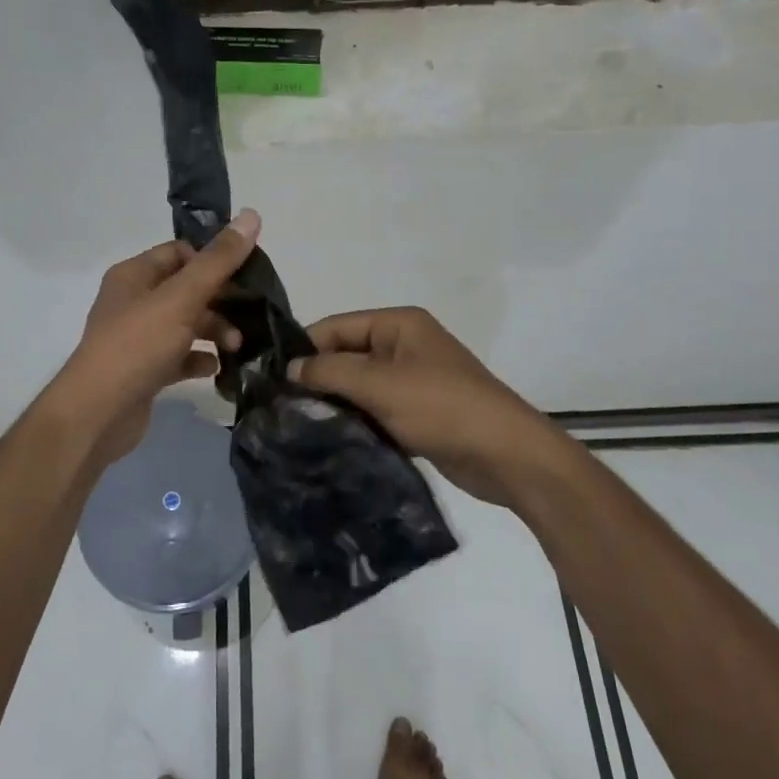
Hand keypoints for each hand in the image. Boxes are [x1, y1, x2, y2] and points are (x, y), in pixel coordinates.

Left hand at [52, 211, 260, 469]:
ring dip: (214, 331)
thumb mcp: (182, 297)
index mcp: (135, 274)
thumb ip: (218, 260)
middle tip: (249, 315)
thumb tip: (252, 215)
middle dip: (220, 300)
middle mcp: (133, 301)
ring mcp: (138, 338)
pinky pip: (179, 356)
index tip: (244, 277)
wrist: (97, 414)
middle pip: (187, 289)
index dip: (212, 260)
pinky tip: (216, 369)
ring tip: (236, 347)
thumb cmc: (137, 345)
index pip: (180, 252)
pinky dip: (199, 359)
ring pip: (186, 324)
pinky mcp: (145, 370)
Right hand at [289, 307, 550, 505]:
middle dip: (318, 378)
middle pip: (346, 354)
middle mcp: (404, 345)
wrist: (506, 455)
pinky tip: (330, 439)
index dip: (305, 349)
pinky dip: (355, 420)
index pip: (336, 326)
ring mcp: (412, 380)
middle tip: (280, 408)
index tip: (272, 379)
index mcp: (398, 324)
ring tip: (298, 425)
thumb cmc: (442, 407)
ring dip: (335, 402)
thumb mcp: (380, 384)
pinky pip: (375, 409)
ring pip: (359, 385)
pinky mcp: (417, 413)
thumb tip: (291, 367)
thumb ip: (331, 372)